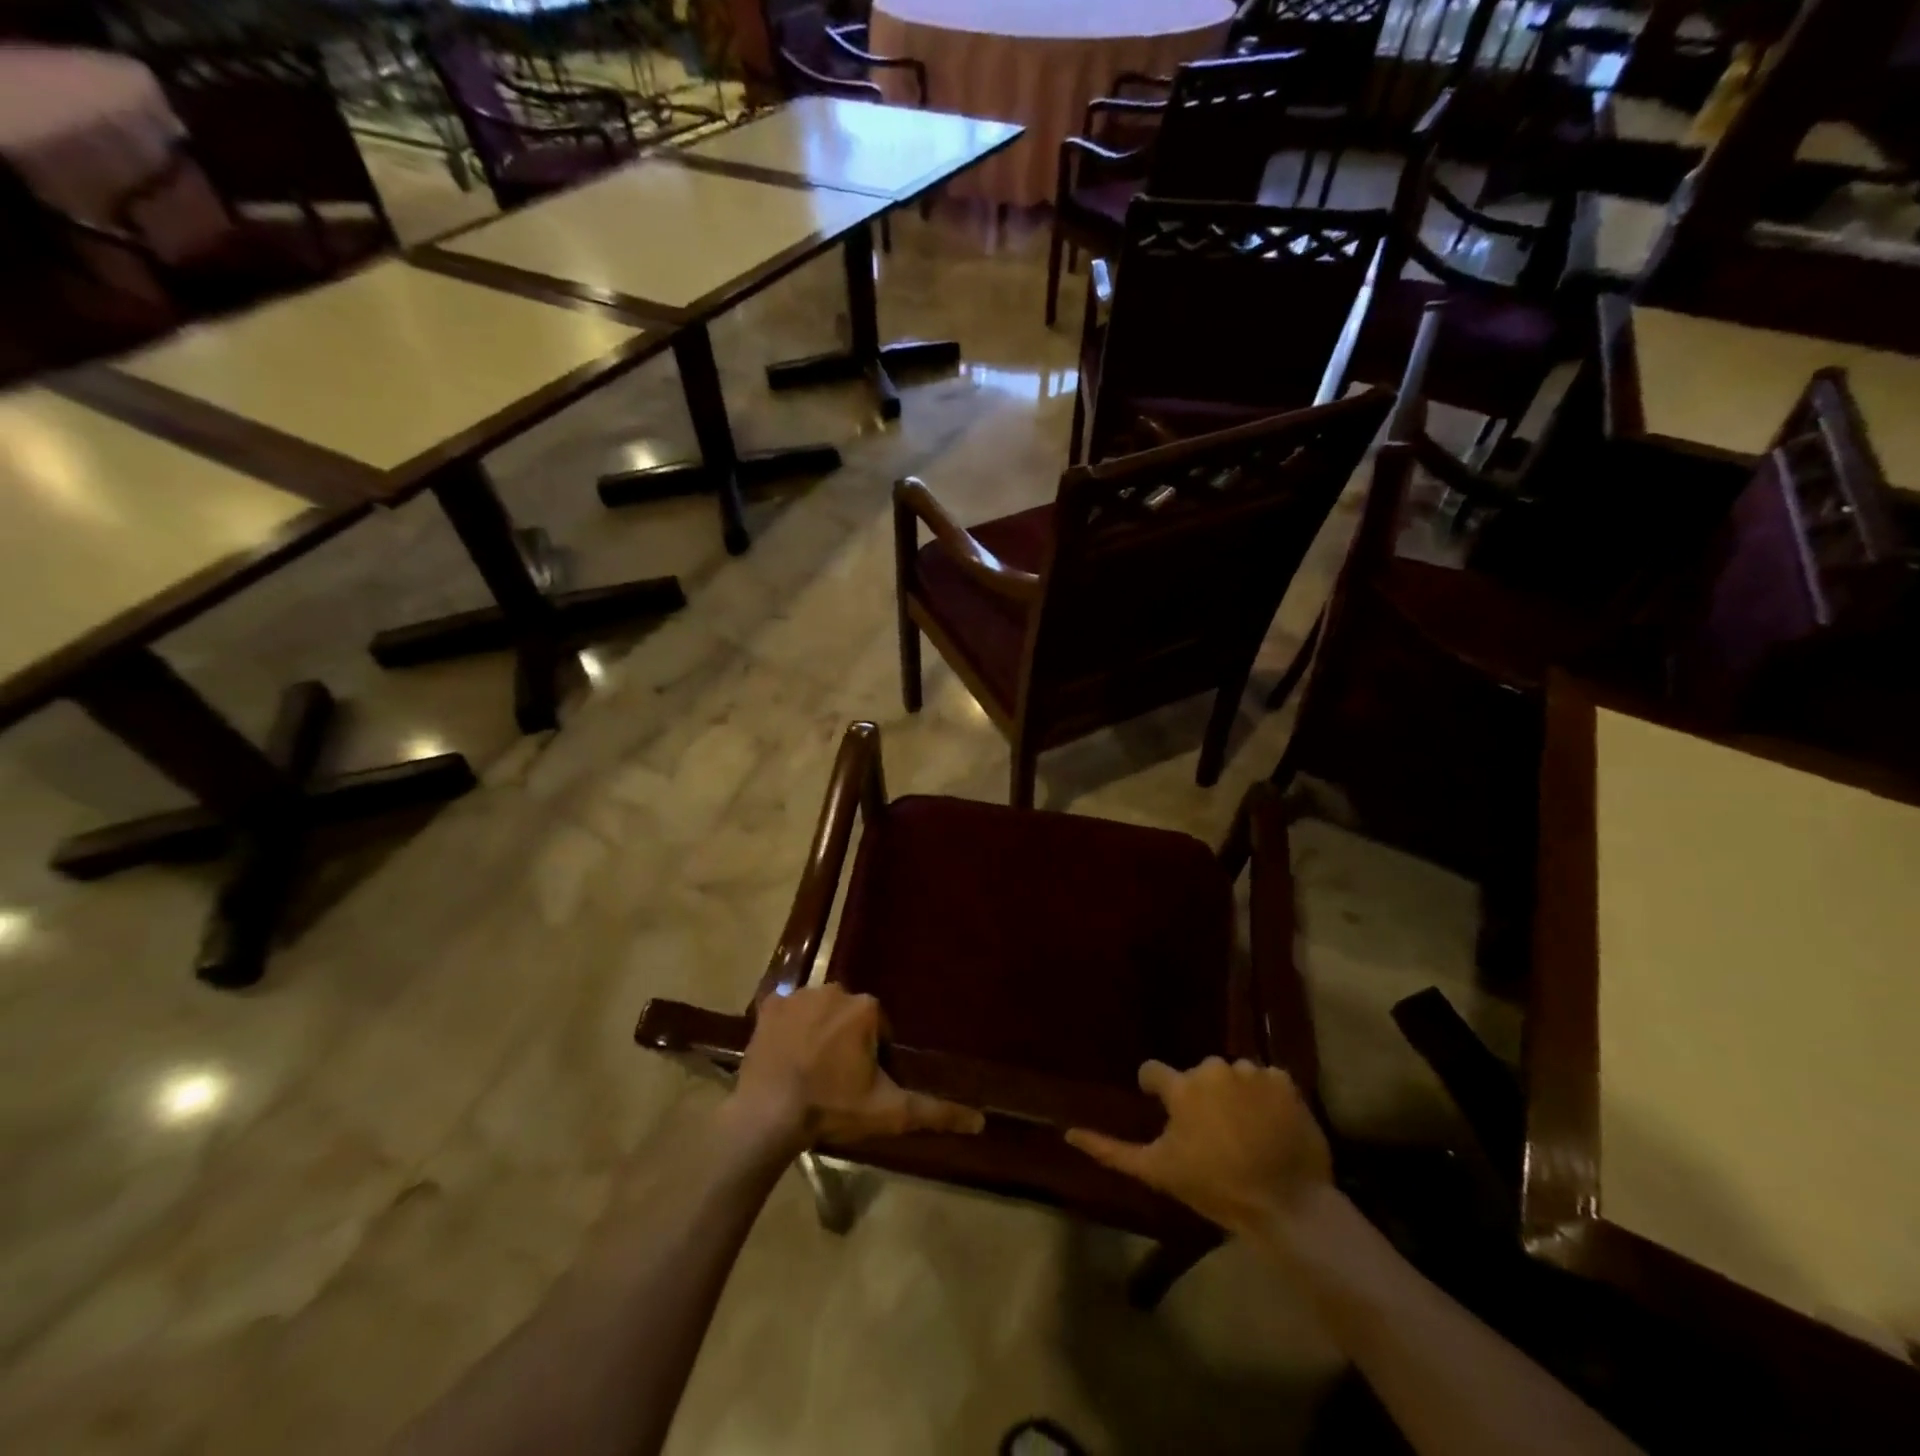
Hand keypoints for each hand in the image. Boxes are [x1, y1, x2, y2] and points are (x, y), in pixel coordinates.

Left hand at [731, 985, 984, 1147]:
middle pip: (849, 1016)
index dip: (872, 1057)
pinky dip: (787, 1027)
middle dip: (846, 1041)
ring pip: (819, 1010)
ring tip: (808, 1071)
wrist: (768, 1116)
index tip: (860, 1084)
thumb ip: (936, 1112)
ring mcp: (797, 995)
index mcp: (865, 1007)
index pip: (879, 1028)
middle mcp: (834, 989)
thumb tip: (980, 1120)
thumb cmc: (832, 1108)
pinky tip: (784, 1054)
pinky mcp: (768, 1006)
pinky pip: (785, 1010)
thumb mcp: (890, 1112)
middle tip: (835, 1080)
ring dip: (818, 1032)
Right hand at [1066, 1057, 1329, 1234]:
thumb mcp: (1158, 1172)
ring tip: (1244, 1131)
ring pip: (1232, 1076)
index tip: (1165, 1112)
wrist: (1286, 1207)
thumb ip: (1111, 1149)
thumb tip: (1067, 1132)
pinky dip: (1266, 1098)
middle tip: (1212, 1133)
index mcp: (1182, 1087)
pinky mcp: (1285, 1081)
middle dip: (1200, 1096)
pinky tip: (1269, 1126)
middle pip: (1197, 1075)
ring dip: (1233, 1095)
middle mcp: (1213, 1068)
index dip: (1156, 1092)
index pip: (1154, 1072)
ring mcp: (1252, 1072)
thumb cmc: (1216, 1189)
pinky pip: (1266, 1080)